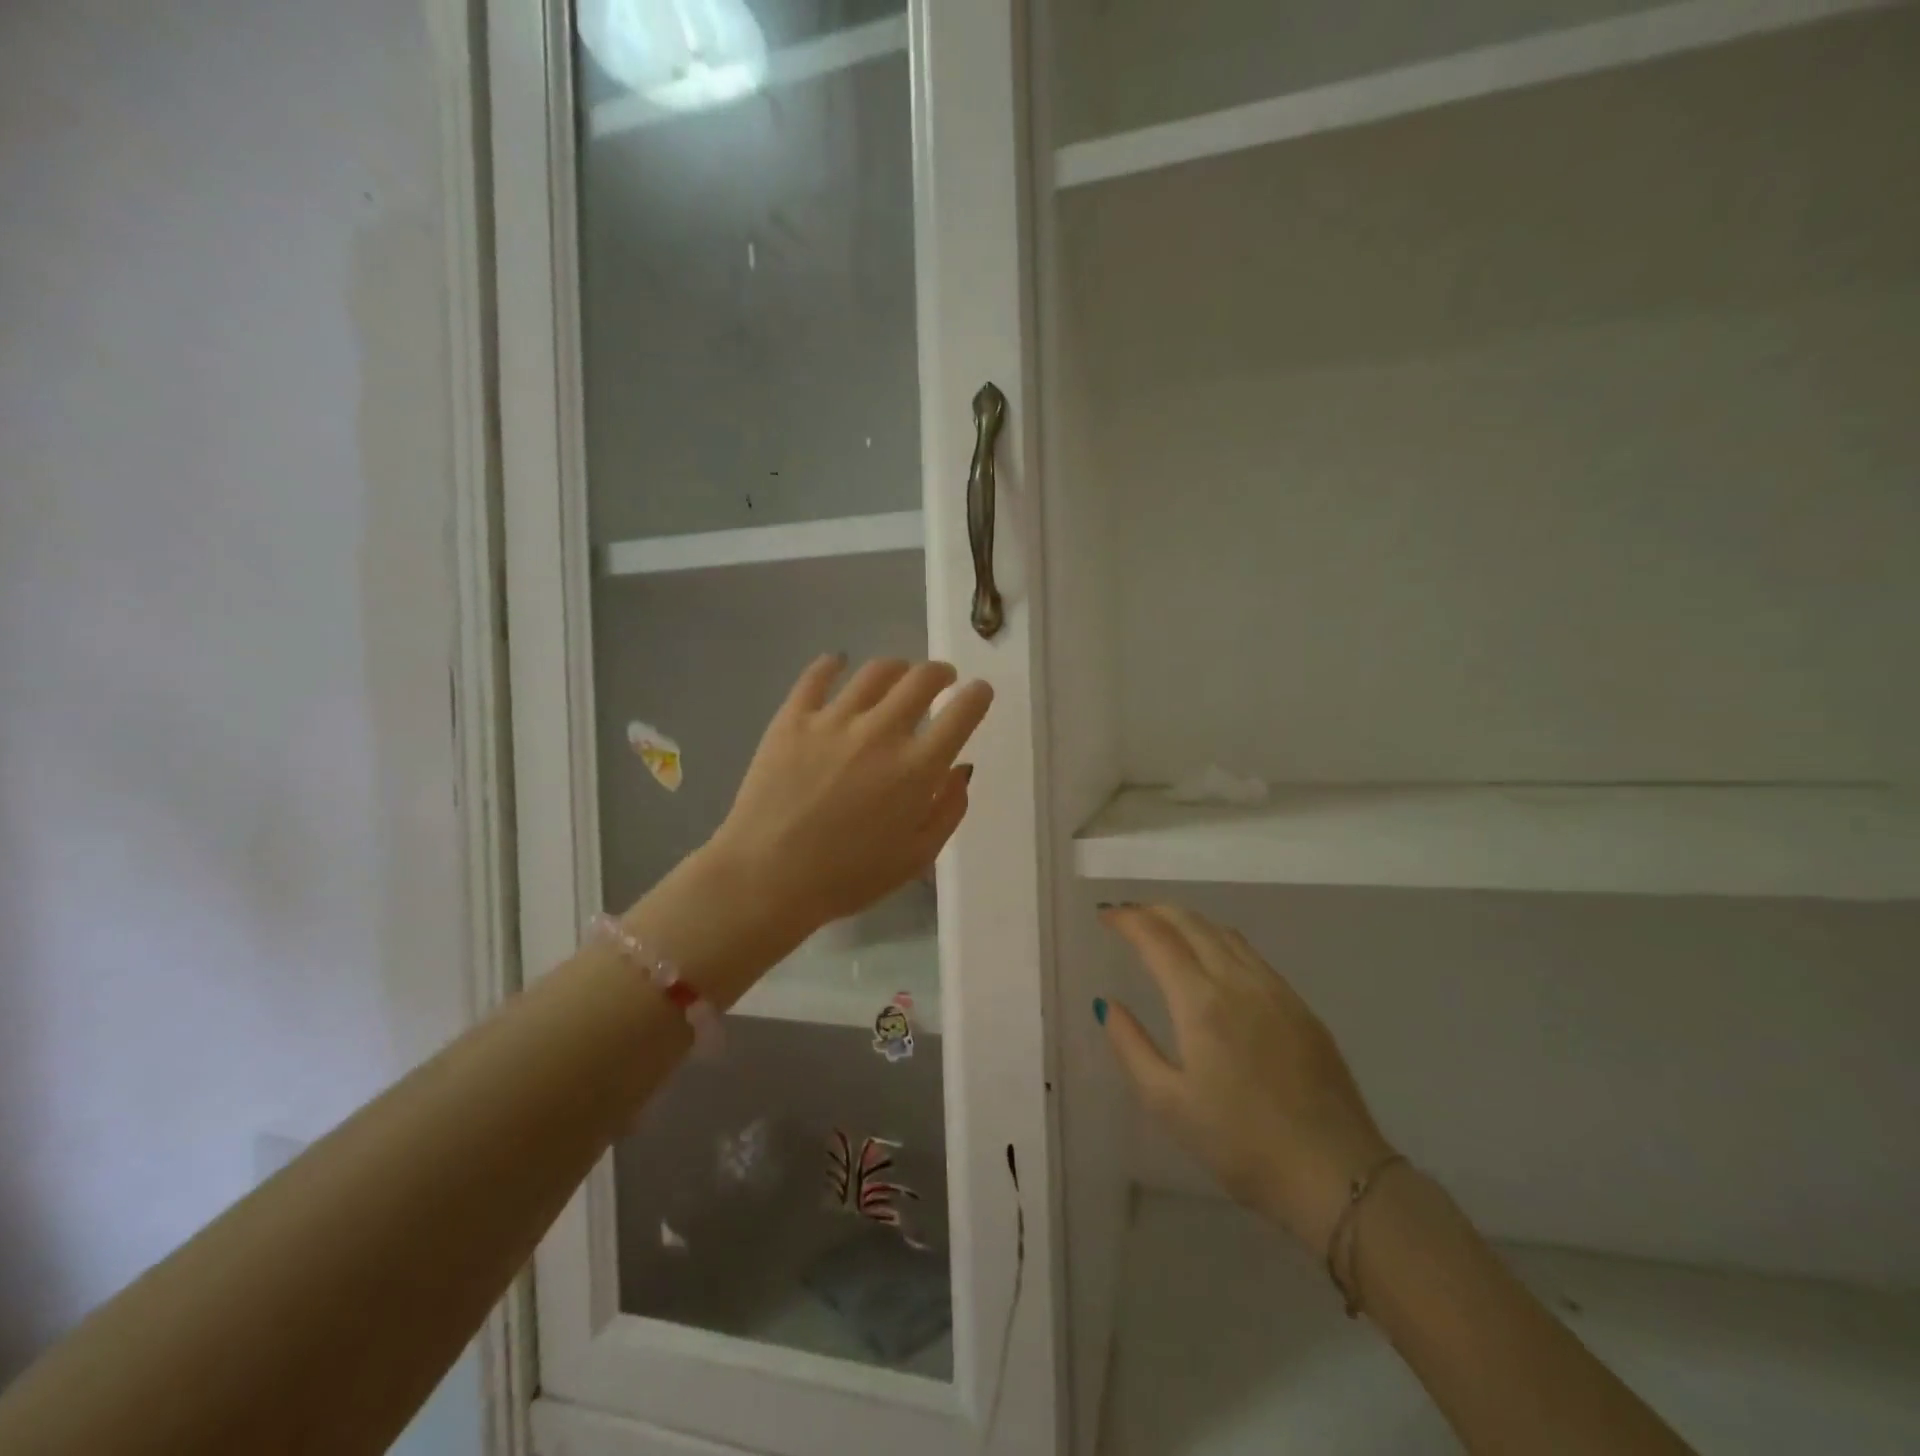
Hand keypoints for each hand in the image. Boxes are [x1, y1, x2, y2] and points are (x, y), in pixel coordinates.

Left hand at [711, 655, 991, 937]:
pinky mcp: (793, 718)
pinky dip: (833, 664)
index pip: (962, 713)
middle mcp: (881, 732)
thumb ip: (948, 811)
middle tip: (942, 679)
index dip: (978, 696)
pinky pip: (817, 676)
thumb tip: (960, 770)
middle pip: (922, 679)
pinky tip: (838, 664)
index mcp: (917, 769)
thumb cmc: (847, 877)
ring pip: (876, 671)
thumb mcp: (915, 857)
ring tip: (897, 675)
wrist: (766, 878)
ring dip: (897, 668)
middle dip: (941, 673)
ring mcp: (834, 720)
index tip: (979, 692)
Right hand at [1099, 904, 1394, 1250]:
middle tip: (1129, 917)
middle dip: (1155, 911)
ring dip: (1189, 922)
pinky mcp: (1301, 1007)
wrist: (1335, 1175)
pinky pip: (1251, 955)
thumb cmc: (1240, 1144)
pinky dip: (1220, 941)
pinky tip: (1214, 961)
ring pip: (1225, 934)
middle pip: (1192, 923)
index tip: (1106, 916)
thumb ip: (1131, 1046)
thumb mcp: (1167, 1103)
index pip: (1157, 938)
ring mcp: (1276, 991)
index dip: (1128, 919)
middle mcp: (1238, 981)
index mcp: (1201, 1002)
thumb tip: (1108, 1004)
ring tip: (1166, 931)